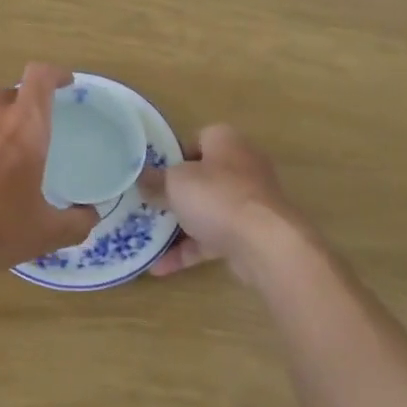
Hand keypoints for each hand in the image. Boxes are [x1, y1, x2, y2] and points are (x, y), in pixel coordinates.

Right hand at [143, 124, 315, 280]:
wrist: (265, 243)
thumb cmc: (217, 196)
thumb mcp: (175, 183)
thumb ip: (156, 180)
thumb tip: (141, 177)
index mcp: (226, 142)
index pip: (197, 140)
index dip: (174, 155)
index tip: (153, 173)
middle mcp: (241, 166)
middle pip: (202, 177)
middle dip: (175, 194)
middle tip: (148, 205)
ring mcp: (248, 202)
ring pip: (208, 210)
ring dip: (180, 225)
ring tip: (148, 238)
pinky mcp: (250, 234)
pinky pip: (213, 239)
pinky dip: (190, 251)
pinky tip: (161, 267)